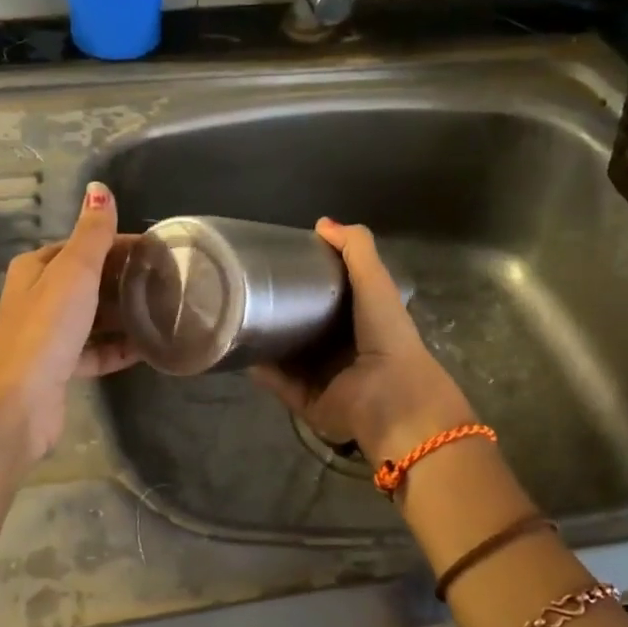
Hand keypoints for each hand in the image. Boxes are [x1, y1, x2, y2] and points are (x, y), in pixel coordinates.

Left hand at [0, 180, 138, 461]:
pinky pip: (96, 350)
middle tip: (168, 282)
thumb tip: (99, 187)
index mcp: (36, 268)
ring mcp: (49, 335)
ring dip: (124, 314)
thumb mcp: (75, 271)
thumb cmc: (47, 328)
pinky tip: (149, 347)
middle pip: (90, 280)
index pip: (83, 246)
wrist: (20, 403)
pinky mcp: (60, 367)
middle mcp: (39, 297)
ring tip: (164, 311)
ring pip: (94, 316)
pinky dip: (119, 347)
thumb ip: (92, 233)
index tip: (158, 252)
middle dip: (125, 279)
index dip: (119, 245)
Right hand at [252, 219, 474, 461]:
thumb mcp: (375, 282)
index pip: (328, 299)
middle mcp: (341, 350)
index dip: (305, 281)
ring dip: (266, 342)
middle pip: (304, 327)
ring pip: (287, 357)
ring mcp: (324, 378)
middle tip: (249, 291)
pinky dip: (263, 372)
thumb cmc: (386, 335)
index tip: (277, 263)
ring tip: (237, 320)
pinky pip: (279, 384)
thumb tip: (321, 223)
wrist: (390, 396)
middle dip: (280, 312)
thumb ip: (356, 249)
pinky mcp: (308, 402)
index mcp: (360, 322)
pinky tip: (242, 354)